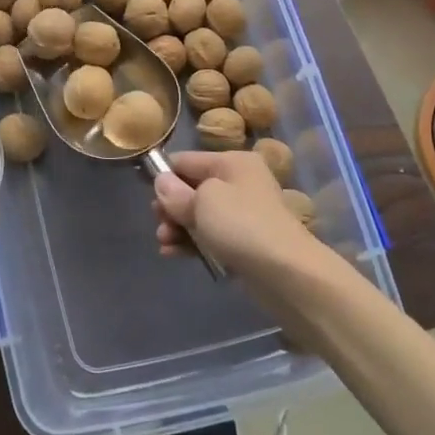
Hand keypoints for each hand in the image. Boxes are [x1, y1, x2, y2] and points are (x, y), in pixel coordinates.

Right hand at [152, 150, 326, 281]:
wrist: (287, 274)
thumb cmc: (241, 225)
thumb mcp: (202, 202)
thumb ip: (176, 192)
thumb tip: (162, 182)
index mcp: (232, 162)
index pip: (186, 160)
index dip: (164, 176)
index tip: (147, 197)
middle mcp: (240, 182)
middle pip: (192, 188)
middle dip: (171, 207)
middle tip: (159, 225)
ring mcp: (244, 214)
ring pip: (200, 214)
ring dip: (178, 227)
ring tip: (164, 243)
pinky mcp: (245, 242)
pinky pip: (211, 236)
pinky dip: (192, 242)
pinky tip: (174, 253)